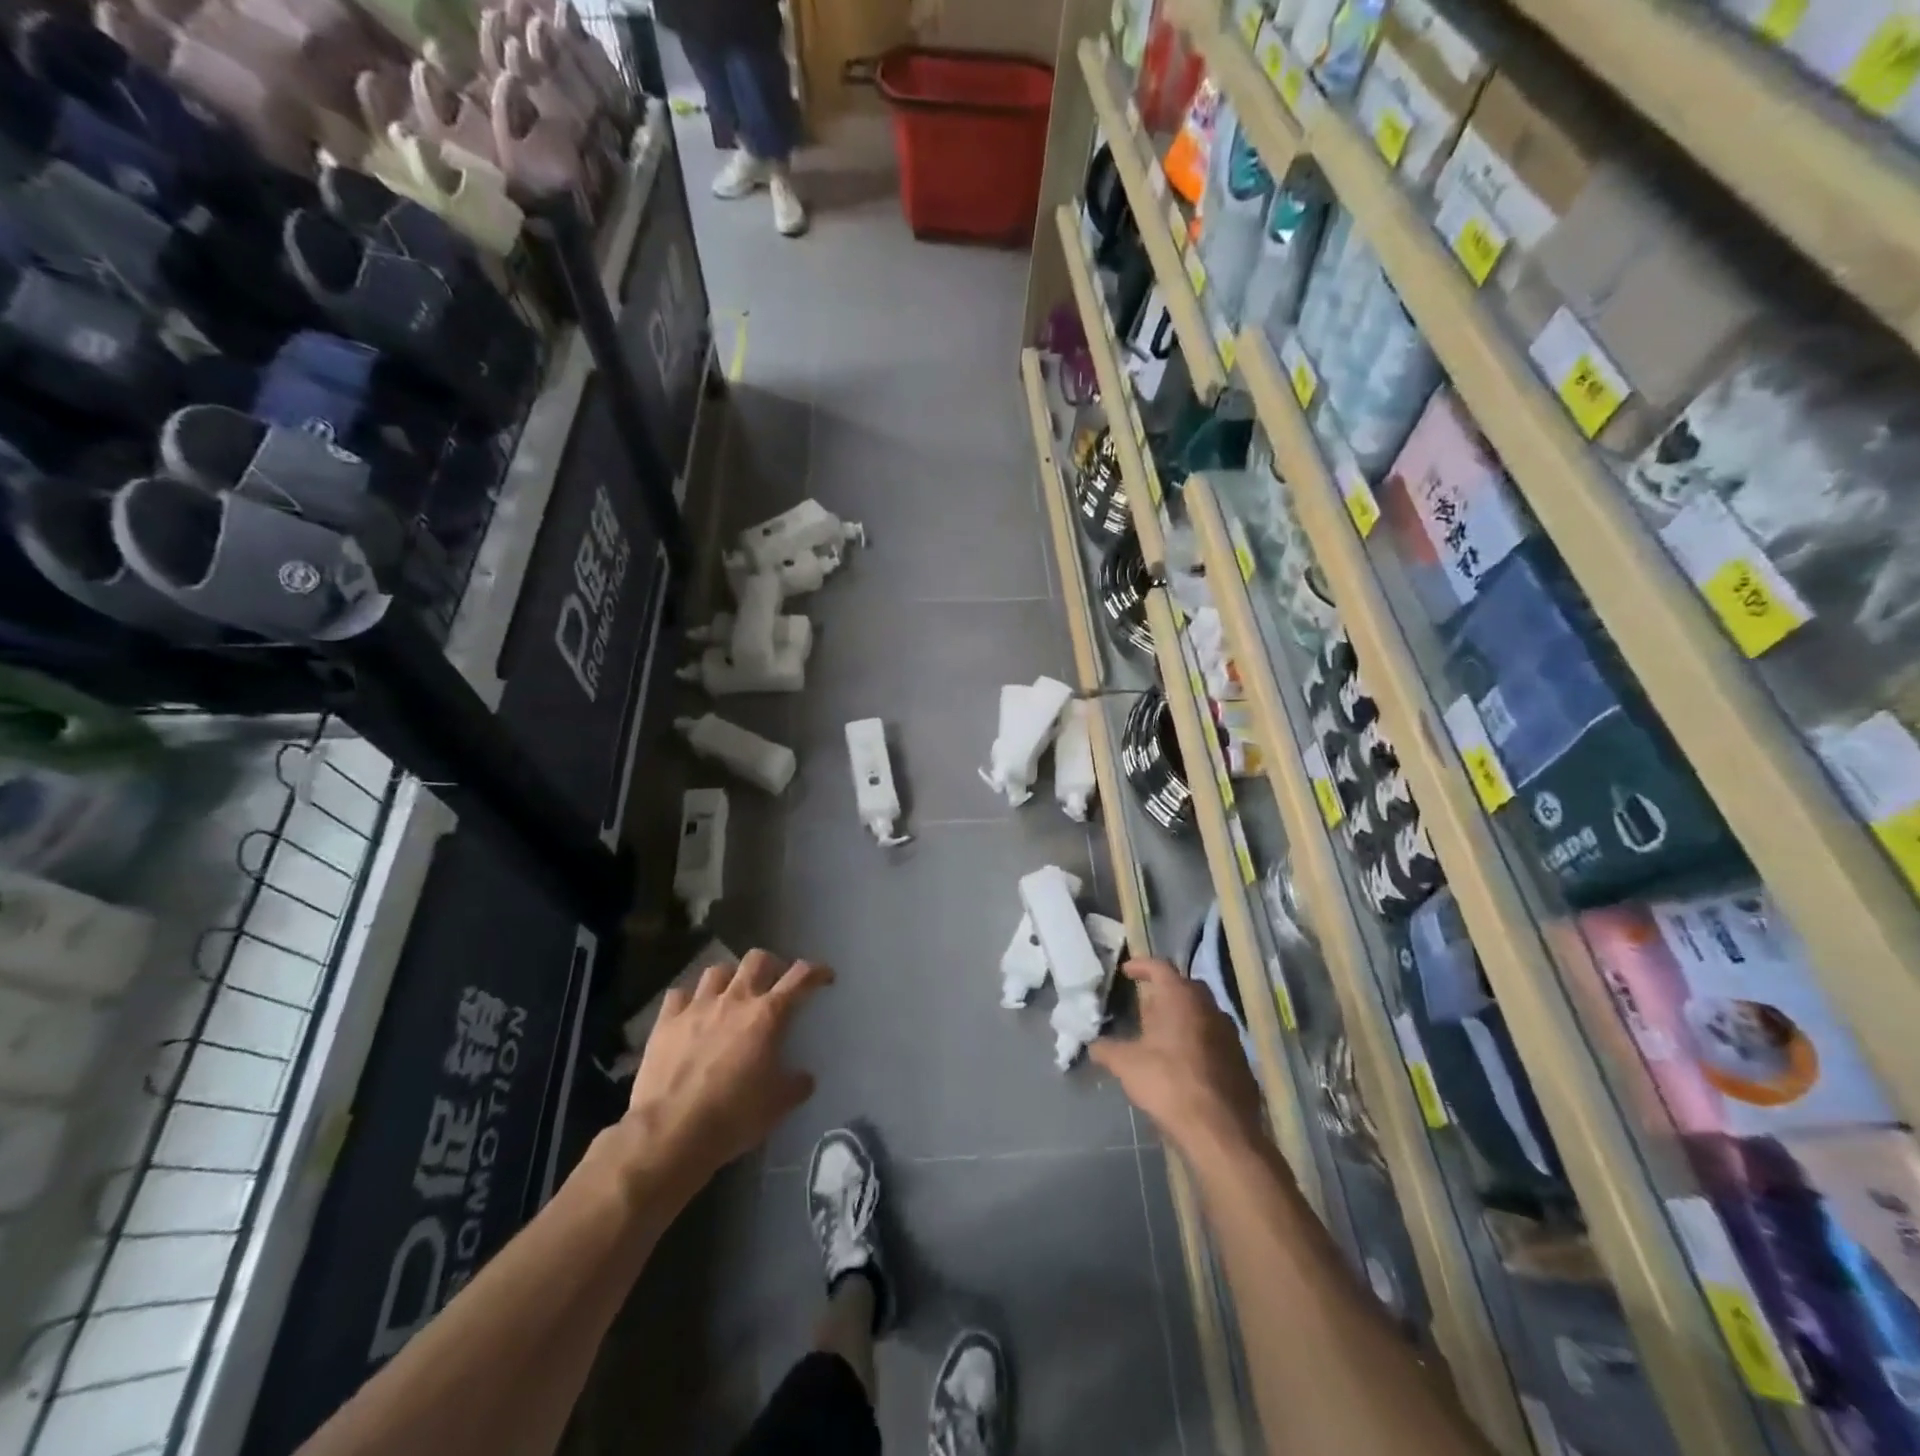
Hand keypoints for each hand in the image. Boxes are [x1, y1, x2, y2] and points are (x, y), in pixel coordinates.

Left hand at [621, 950, 832, 1196]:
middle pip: (757, 959)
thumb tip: (805, 1078)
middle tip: (775, 984)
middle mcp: (735, 1000)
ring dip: (731, 978)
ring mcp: (697, 1007)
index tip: (825, 976)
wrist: (671, 1133)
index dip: (816, 971)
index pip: (800, 977)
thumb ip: (796, 1085)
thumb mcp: (778, 1106)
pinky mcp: (666, 1021)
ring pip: (718, 970)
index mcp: (768, 1015)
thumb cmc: (733, 1116)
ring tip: (732, 994)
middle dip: (771, 965)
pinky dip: (690, 998)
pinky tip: (692, 1012)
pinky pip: (680, 994)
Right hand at [1091, 958, 1261, 1157]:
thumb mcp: (1126, 1065)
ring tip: (1163, 1036)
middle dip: (1164, 992)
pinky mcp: (1241, 1061)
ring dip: (1184, 1018)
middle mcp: (1209, 1008)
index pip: (1160, 967)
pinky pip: (1215, 1040)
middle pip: (1185, 987)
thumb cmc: (1169, 1084)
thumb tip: (1094, 1045)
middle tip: (1145, 1007)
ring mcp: (1230, 1034)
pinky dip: (1199, 1043)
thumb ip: (1107, 1050)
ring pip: (1203, 1014)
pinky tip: (1185, 1064)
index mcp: (1181, 998)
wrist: (1221, 1131)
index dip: (1141, 965)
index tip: (1126, 971)